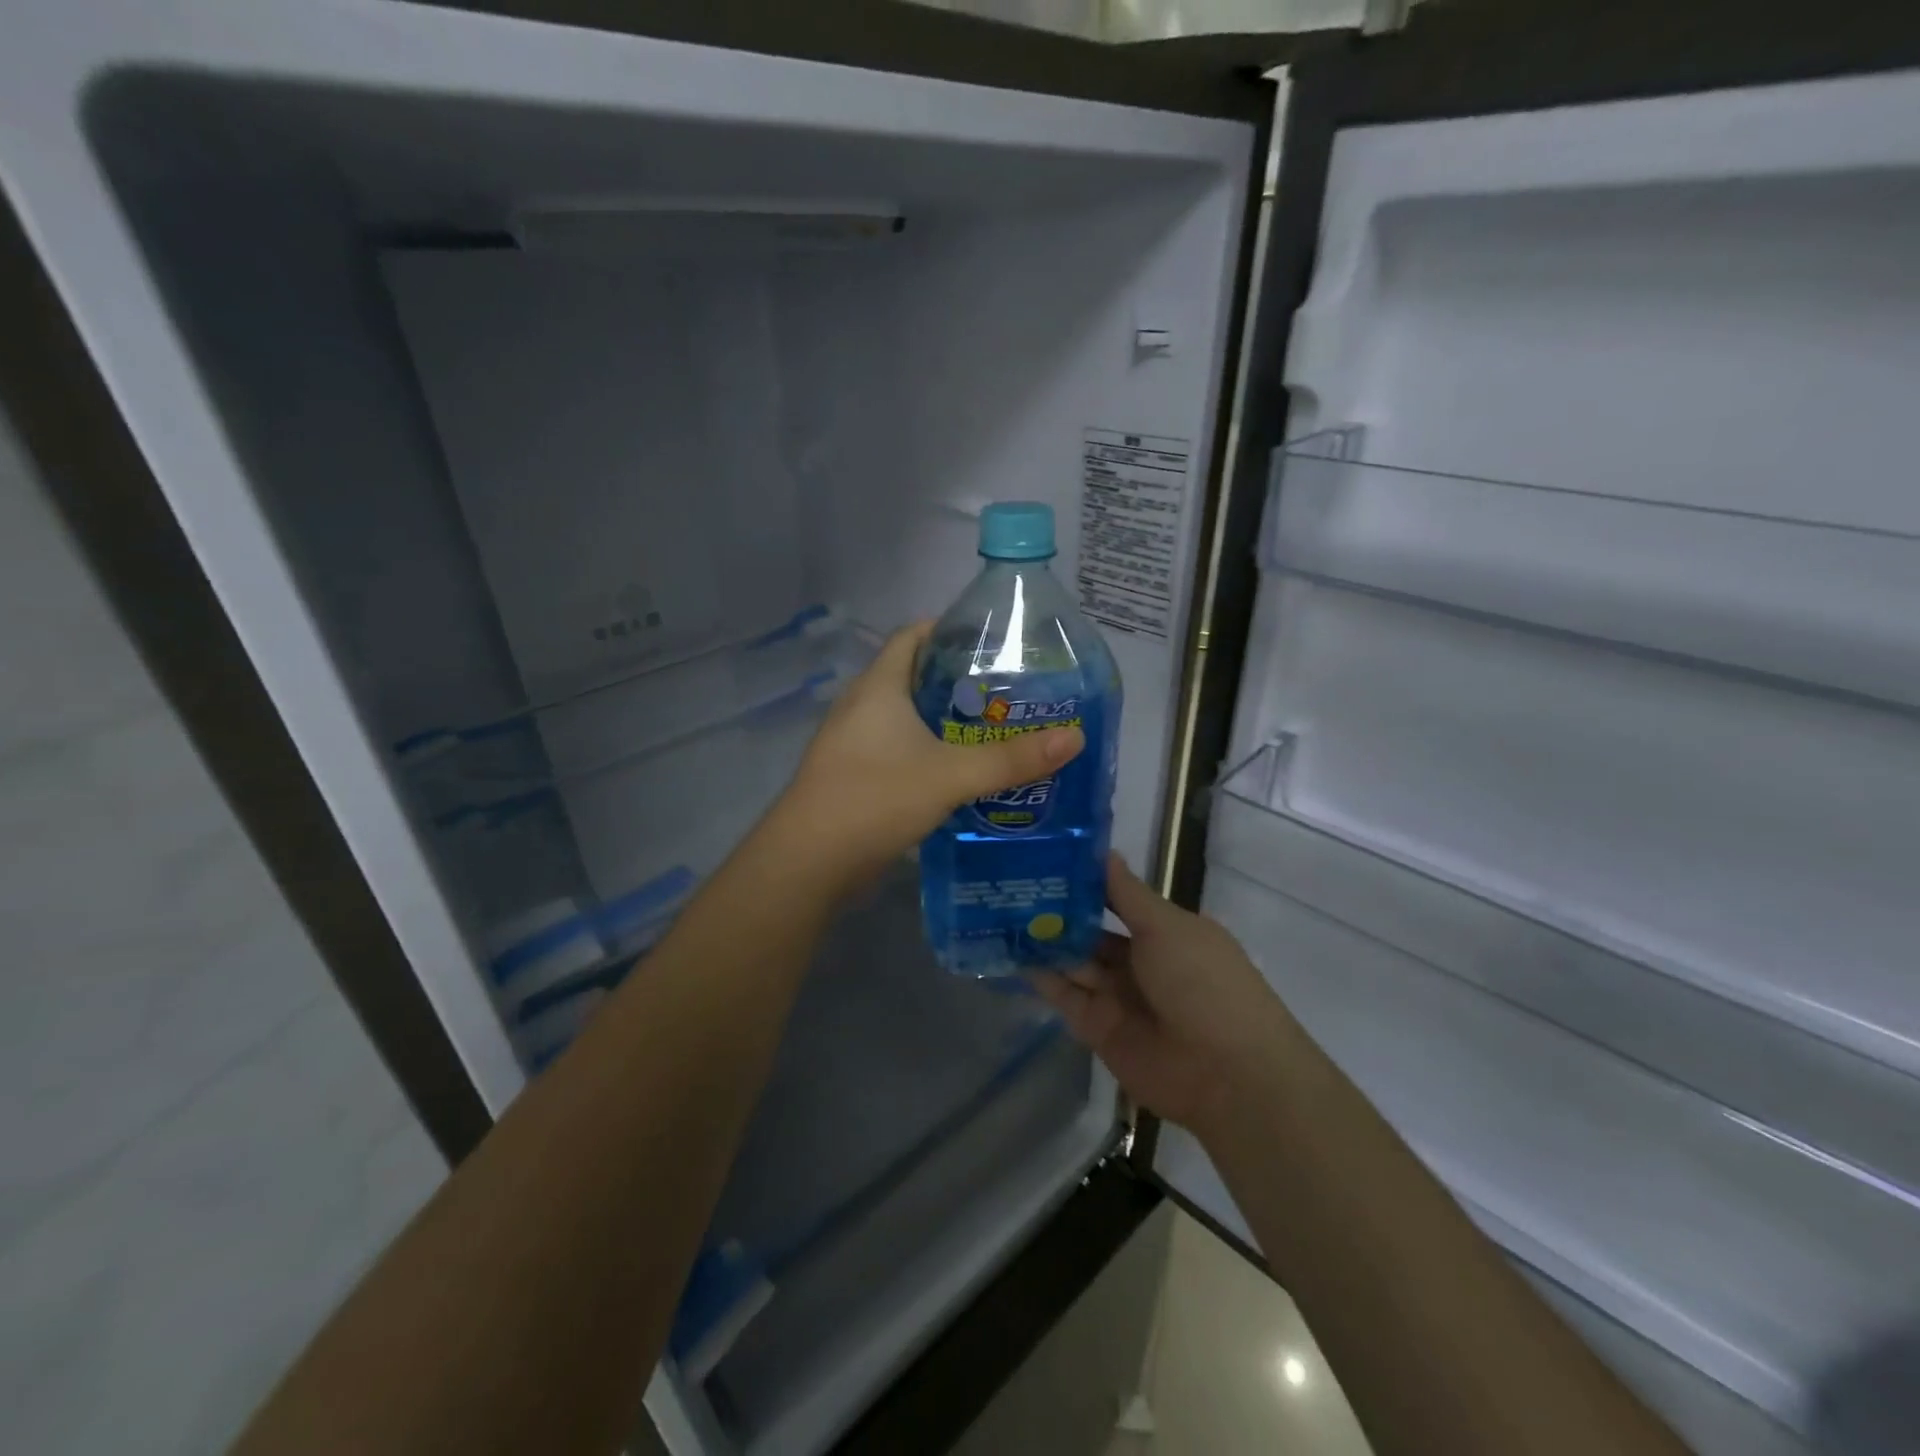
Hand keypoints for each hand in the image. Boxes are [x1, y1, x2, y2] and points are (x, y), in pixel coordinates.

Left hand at [774, 622, 1083, 889]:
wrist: (810, 861)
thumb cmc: (875, 798)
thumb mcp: (951, 775)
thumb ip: (1011, 759)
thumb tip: (1074, 737)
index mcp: (878, 687)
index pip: (912, 636)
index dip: (949, 630)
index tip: (994, 641)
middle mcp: (862, 707)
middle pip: (913, 676)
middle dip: (959, 680)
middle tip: (1009, 690)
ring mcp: (854, 743)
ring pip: (907, 718)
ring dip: (945, 720)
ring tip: (995, 728)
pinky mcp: (856, 776)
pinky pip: (899, 750)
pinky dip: (930, 751)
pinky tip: (962, 771)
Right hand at [1034, 855, 1290, 1135]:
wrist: (1225, 1073)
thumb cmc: (1202, 982)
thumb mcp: (1166, 926)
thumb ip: (1126, 893)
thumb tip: (1103, 851)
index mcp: (1164, 931)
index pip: (1116, 899)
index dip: (1084, 880)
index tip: (1044, 856)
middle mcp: (1140, 961)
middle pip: (1090, 930)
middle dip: (1056, 910)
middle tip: (1009, 882)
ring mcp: (1117, 996)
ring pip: (1073, 961)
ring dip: (1043, 939)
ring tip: (999, 909)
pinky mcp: (1097, 1028)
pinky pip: (1064, 996)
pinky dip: (1040, 976)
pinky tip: (1010, 951)